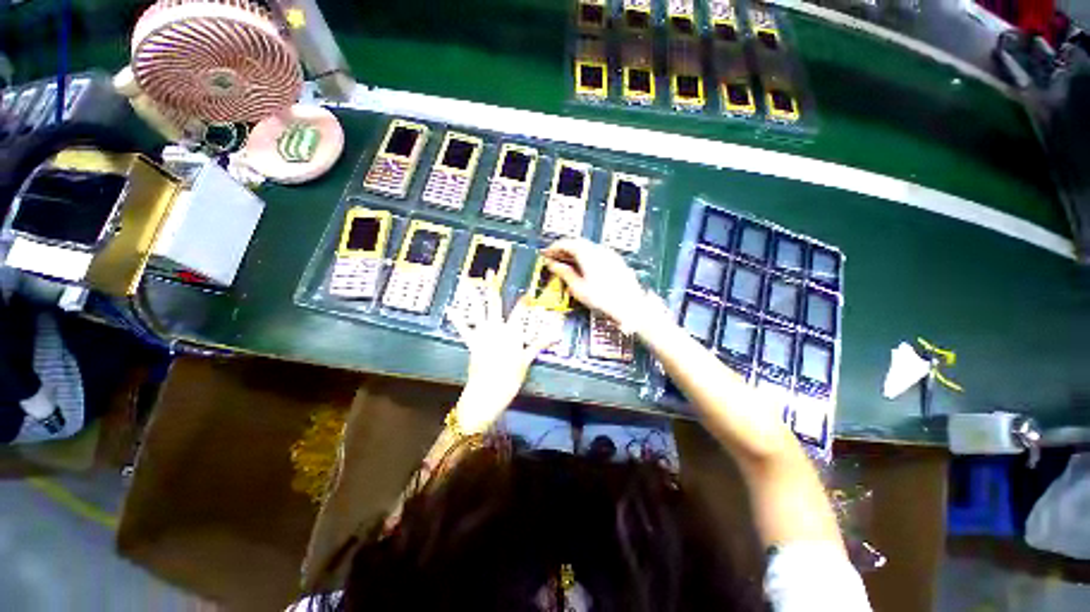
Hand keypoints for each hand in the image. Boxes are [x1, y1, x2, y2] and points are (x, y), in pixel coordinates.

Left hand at [447, 273, 559, 431]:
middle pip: (495, 304)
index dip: (524, 301)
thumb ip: (539, 344)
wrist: (488, 392)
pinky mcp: (472, 342)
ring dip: (473, 296)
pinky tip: (451, 309)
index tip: (527, 293)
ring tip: (466, 282)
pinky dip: (457, 319)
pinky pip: (464, 328)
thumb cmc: (510, 377)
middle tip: (491, 272)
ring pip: (478, 311)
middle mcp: (496, 328)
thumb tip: (556, 336)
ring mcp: (482, 334)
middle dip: (493, 287)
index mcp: (512, 332)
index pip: (520, 311)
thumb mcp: (527, 360)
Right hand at [542, 238, 667, 334]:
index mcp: (587, 253)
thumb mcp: (578, 288)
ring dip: (574, 252)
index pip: (566, 243)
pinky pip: (595, 252)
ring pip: (587, 247)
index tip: (546, 253)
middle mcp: (598, 249)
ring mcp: (608, 253)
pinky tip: (582, 267)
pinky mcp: (615, 260)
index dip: (554, 248)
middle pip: (577, 243)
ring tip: (566, 263)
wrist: (630, 304)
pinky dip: (585, 256)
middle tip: (554, 258)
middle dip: (563, 249)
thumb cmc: (604, 298)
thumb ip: (564, 273)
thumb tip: (554, 265)